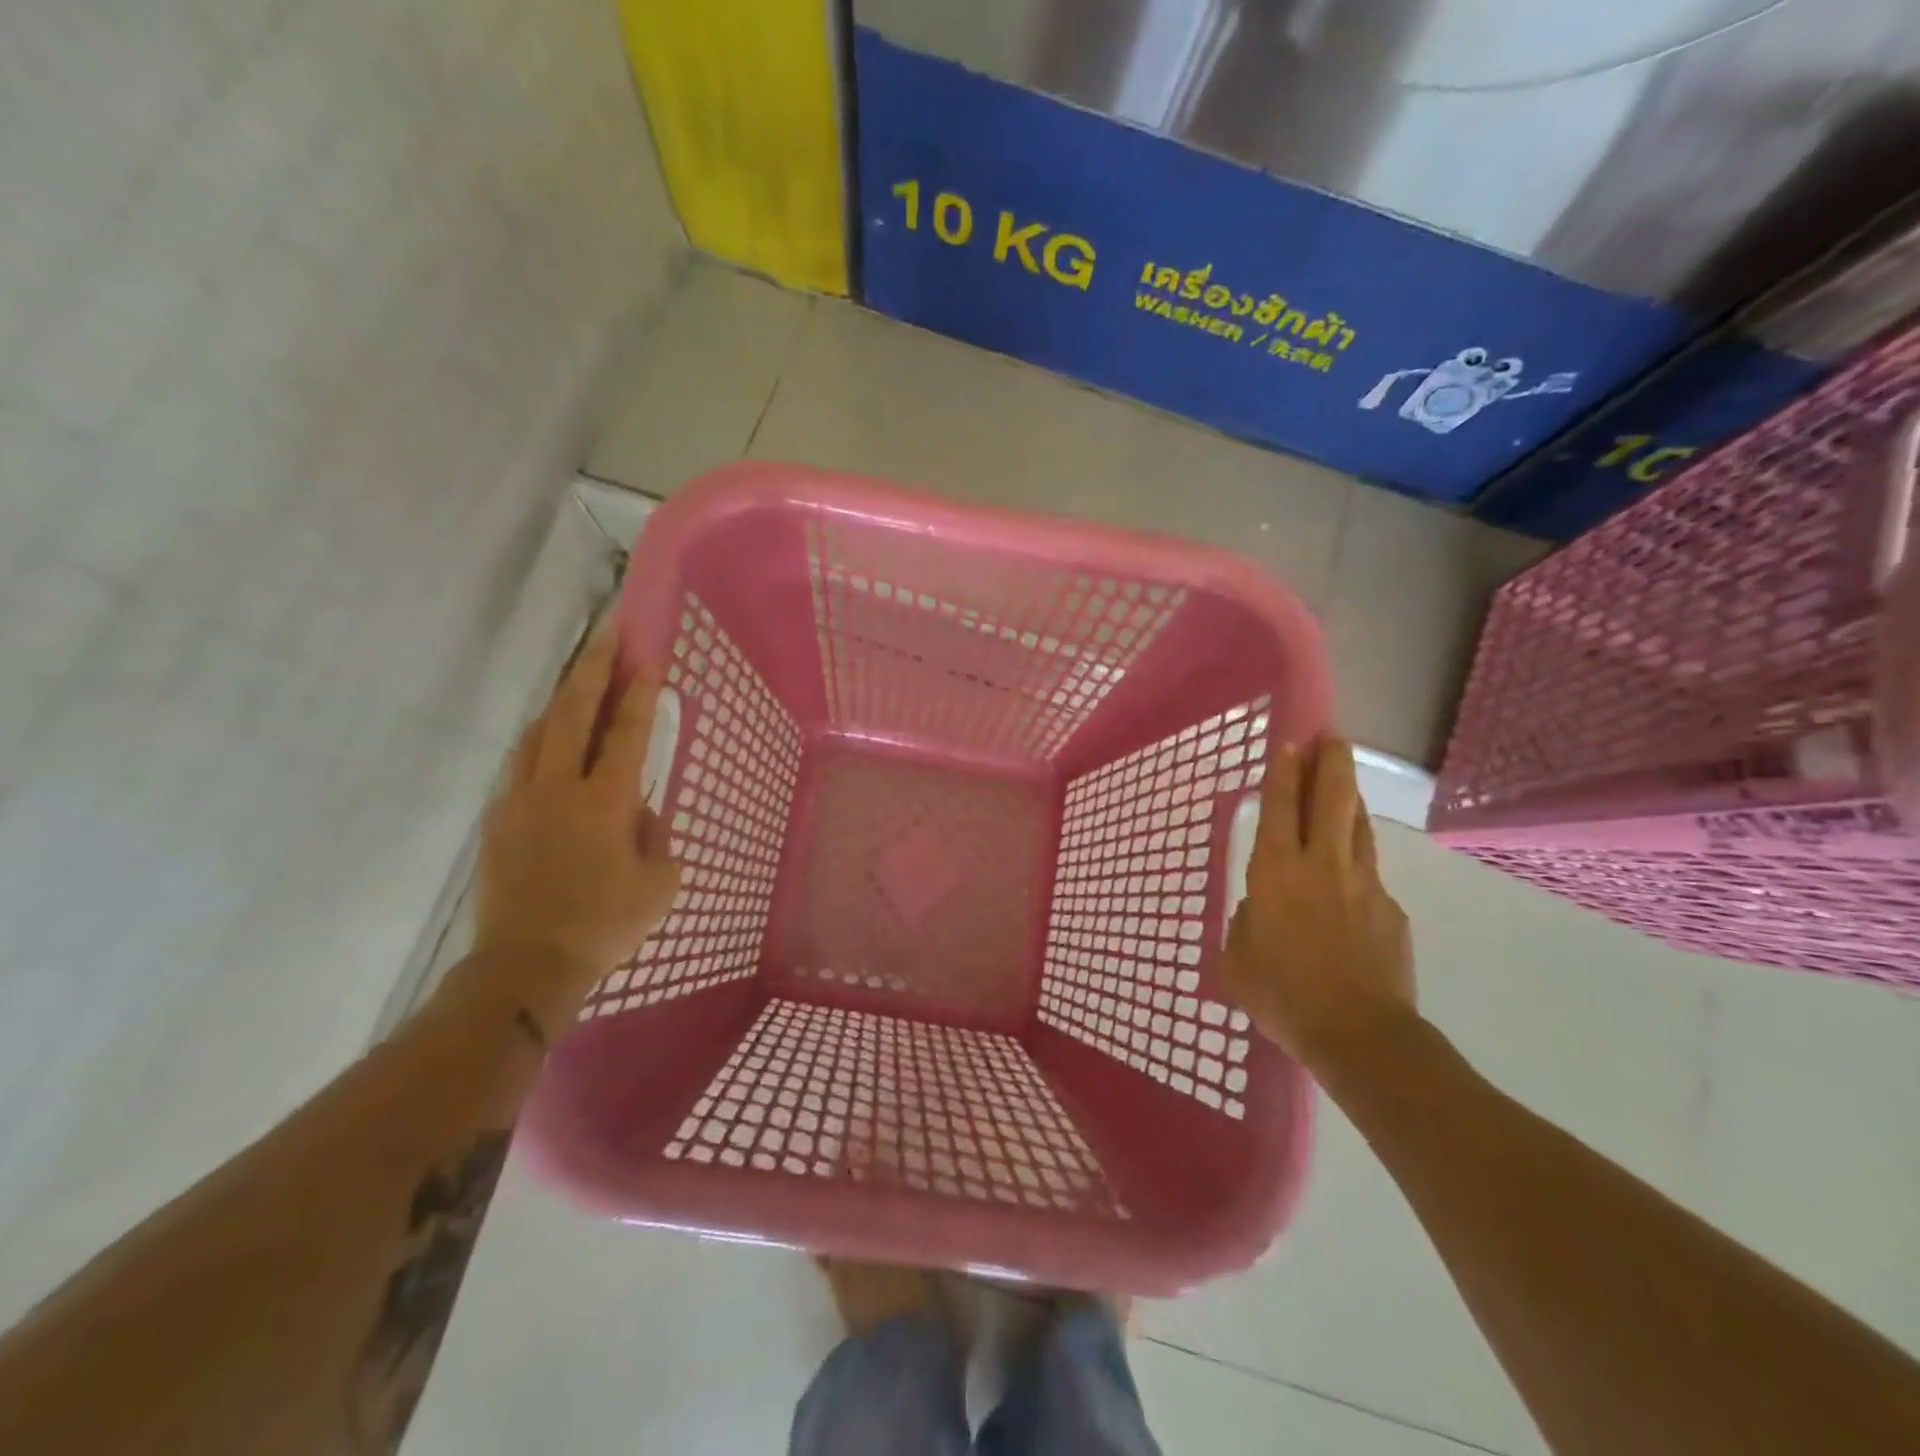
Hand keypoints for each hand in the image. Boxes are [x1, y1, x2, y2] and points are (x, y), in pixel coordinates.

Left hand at [469, 625, 681, 1019]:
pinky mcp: (498, 819)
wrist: (526, 965)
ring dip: (561, 699)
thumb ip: (655, 835)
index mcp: (606, 802)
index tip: (649, 655)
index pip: (627, 732)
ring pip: (539, 732)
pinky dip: (542, 741)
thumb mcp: (660, 882)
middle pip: (573, 713)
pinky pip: (522, 764)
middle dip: (593, 668)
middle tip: (608, 633)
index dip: (641, 692)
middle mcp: (560, 788)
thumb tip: (637, 812)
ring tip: (579, 679)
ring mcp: (521, 800)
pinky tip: (552, 743)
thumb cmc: (606, 924)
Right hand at [1219, 736, 1415, 1074]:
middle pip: (1331, 799)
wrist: (1360, 1036)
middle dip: (1331, 763)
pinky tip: (1350, 882)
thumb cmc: (1283, 995)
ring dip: (1350, 799)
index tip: (1290, 743)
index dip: (1283, 773)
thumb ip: (1246, 925)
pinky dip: (1357, 864)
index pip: (1278, 808)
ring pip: (1358, 827)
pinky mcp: (1391, 911)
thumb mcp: (1238, 961)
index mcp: (1276, 873)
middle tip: (1332, 738)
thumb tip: (1260, 912)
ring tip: (1344, 782)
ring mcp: (1364, 885)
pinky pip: (1369, 875)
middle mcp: (1321, 866)